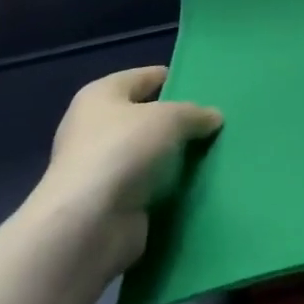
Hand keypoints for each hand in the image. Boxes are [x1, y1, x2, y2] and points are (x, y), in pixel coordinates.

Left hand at [33, 67, 221, 277]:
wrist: (89, 226)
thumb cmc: (123, 150)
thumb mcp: (170, 118)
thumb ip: (195, 113)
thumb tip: (214, 117)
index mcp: (100, 96)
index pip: (144, 77)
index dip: (173, 78)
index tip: (206, 86)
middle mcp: (95, 128)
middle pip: (146, 117)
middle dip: (178, 121)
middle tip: (214, 122)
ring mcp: (101, 169)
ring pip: (149, 154)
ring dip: (175, 157)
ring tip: (214, 152)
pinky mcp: (110, 203)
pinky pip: (149, 186)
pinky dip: (169, 186)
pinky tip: (198, 183)